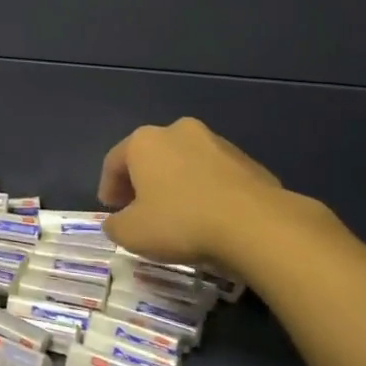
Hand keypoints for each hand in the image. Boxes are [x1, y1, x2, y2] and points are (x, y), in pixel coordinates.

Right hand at [97, 118, 295, 268]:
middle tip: (140, 211)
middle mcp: (178, 131)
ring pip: (184, 164)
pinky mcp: (247, 161)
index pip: (114, 162)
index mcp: (144, 141)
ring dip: (175, 185)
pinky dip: (205, 191)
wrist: (256, 225)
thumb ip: (114, 225)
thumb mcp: (131, 233)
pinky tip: (208, 217)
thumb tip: (116, 222)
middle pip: (150, 157)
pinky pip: (214, 176)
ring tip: (177, 216)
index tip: (111, 210)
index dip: (108, 188)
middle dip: (142, 183)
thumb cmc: (181, 222)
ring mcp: (216, 142)